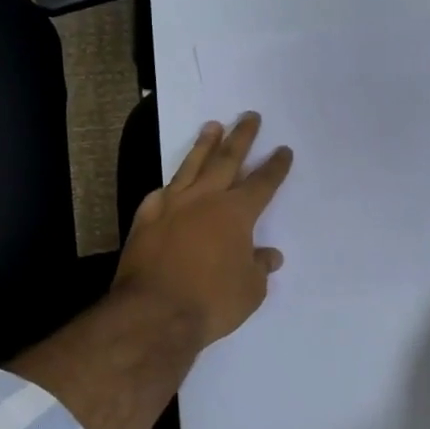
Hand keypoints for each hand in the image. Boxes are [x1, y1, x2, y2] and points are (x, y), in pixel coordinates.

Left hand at [113, 113, 293, 348]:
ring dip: (204, 145)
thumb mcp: (249, 291)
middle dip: (242, 137)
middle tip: (250, 116)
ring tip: (212, 125)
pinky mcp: (146, 218)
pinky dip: (170, 186)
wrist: (153, 312)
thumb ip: (259, 267)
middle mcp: (205, 199)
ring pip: (191, 166)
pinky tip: (170, 183)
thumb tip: (268, 255)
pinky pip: (161, 193)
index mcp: (236, 213)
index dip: (275, 166)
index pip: (262, 183)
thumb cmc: (211, 302)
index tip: (283, 150)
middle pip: (227, 160)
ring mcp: (172, 205)